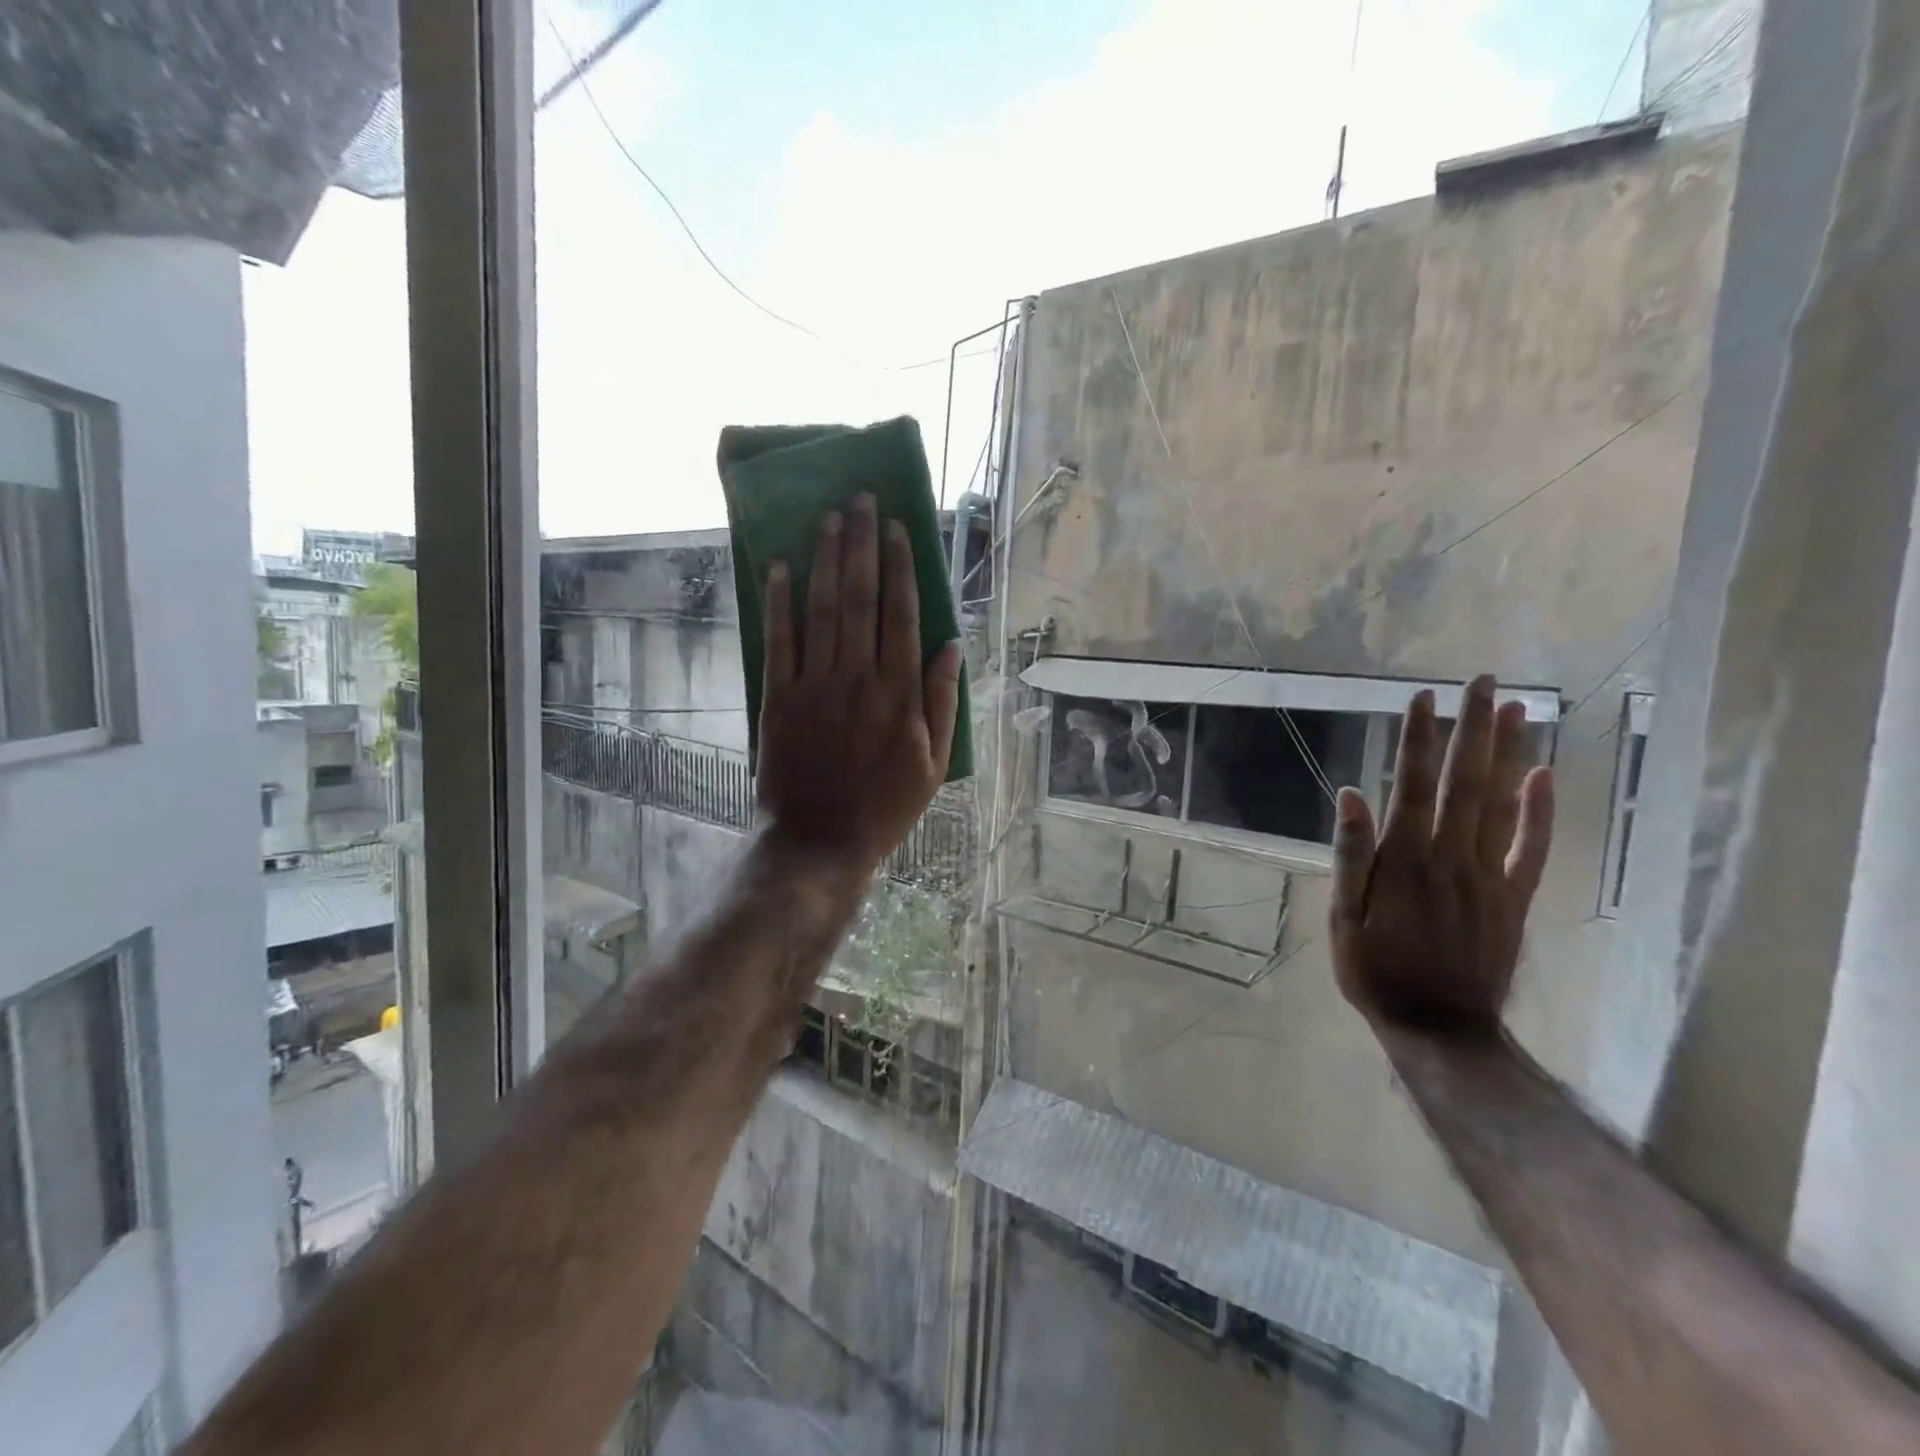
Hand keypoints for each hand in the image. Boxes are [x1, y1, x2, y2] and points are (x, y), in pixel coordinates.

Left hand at [755, 493, 961, 872]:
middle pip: (860, 598)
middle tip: (860, 500)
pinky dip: (779, 602)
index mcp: (900, 693)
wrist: (819, 841)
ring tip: (828, 517)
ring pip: (821, 609)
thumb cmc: (884, 806)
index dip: (899, 567)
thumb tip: (952, 645)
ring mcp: (815, 685)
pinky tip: (781, 567)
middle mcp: (859, 677)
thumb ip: (944, 701)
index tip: (895, 528)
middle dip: (861, 544)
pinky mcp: (779, 698)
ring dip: (824, 559)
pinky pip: (779, 640)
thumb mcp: (933, 763)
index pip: (902, 613)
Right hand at [1329, 674, 1554, 1030]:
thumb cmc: (1375, 970)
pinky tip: (1544, 776)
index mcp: (1404, 860)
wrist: (1440, 1028)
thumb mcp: (1343, 917)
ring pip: (1501, 804)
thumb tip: (1351, 795)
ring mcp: (1488, 877)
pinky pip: (1532, 848)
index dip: (1418, 740)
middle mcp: (1450, 857)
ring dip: (1509, 754)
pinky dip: (1540, 811)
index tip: (1424, 698)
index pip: (1413, 785)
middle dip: (1473, 729)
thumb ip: (1350, 855)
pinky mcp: (1514, 898)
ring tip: (1517, 709)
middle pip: (1465, 782)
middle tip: (1484, 681)